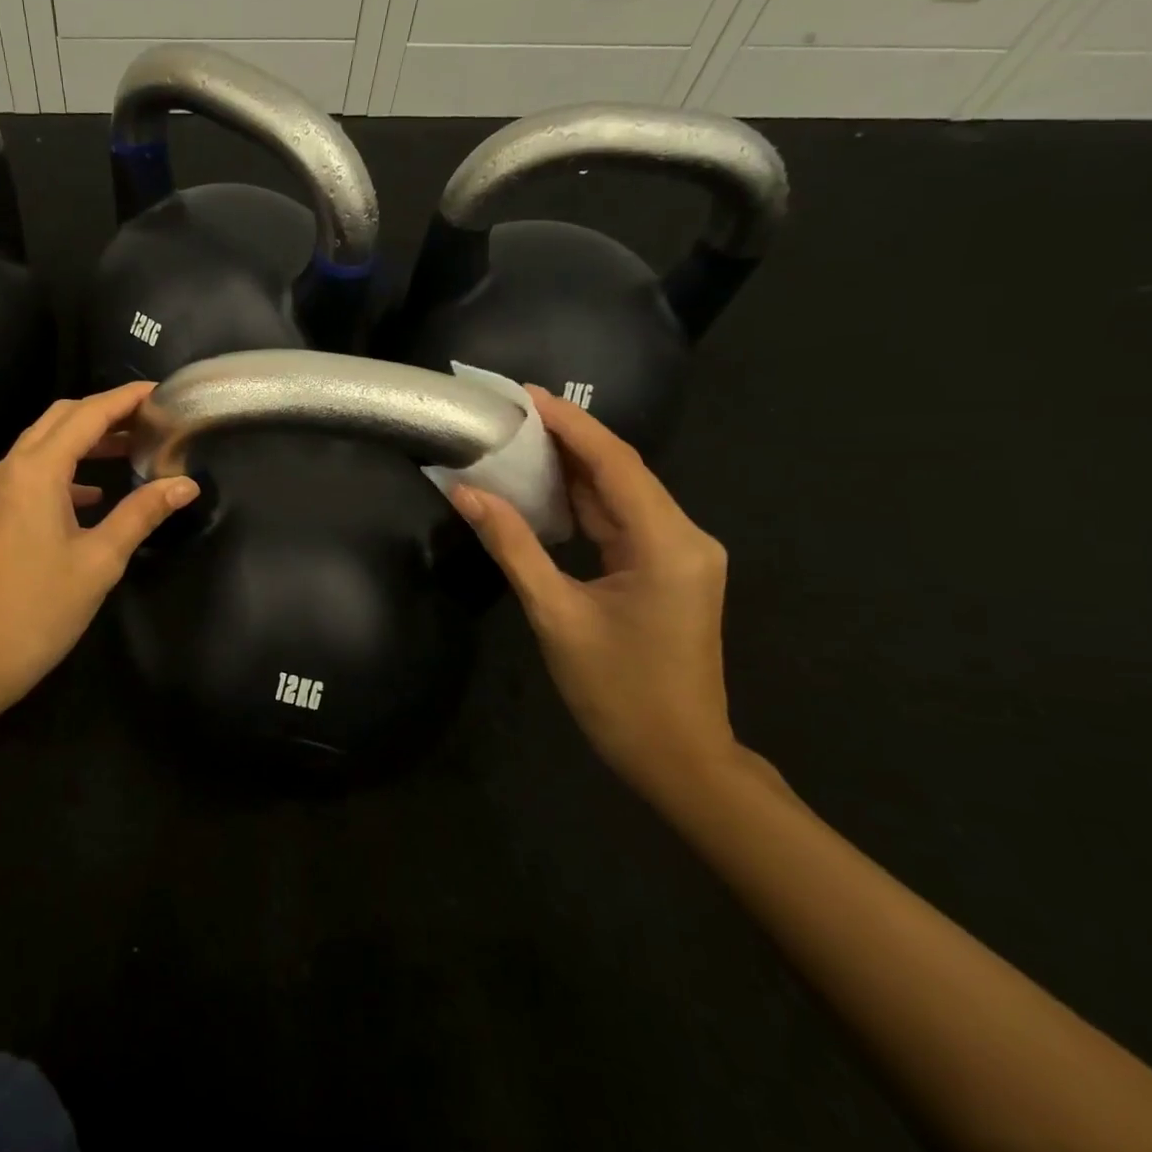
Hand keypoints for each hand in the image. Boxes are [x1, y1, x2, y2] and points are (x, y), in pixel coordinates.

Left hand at [0, 383, 199, 723]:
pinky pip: (33, 473)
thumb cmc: (37, 609)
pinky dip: (66, 470)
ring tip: (130, 448)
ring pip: (44, 444)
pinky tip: (93, 495)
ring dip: (85, 440)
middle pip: (61, 419)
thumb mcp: (99, 561)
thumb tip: (185, 484)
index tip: (162, 392)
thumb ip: (142, 514)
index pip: (88, 414)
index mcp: (36, 471)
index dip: (126, 398)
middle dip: (105, 412)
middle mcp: (11, 469)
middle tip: (150, 419)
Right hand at [448, 386, 738, 799]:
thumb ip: (512, 546)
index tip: (526, 395)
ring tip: (522, 440)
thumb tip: (465, 494)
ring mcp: (683, 554)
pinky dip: (587, 501)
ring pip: (624, 494)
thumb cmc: (616, 692)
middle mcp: (686, 537)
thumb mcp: (554, 615)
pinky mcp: (671, 570)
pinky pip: (625, 521)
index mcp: (666, 544)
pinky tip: (549, 488)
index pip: (615, 463)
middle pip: (623, 471)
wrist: (678, 756)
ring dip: (576, 468)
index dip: (570, 424)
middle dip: (570, 438)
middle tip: (513, 413)